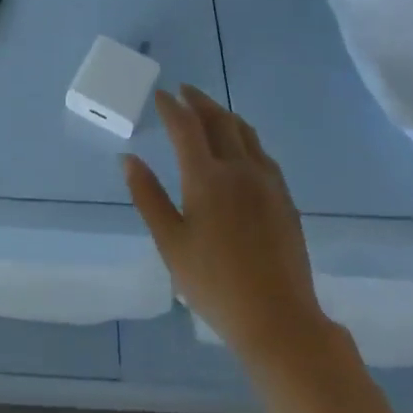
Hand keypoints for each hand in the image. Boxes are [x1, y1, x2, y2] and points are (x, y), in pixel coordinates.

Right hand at [124, 85, 325, 361]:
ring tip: (210, 111)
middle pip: (219, 120)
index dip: (171, 107)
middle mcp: (239, 169)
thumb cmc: (215, 284)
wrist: (279, 320)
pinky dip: (245, 137)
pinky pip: (262, 152)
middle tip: (184, 92)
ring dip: (224, 114)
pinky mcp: (284, 197)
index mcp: (207, 178)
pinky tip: (241, 147)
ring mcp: (267, 181)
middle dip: (199, 101)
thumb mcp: (170, 243)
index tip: (160, 94)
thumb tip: (128, 159)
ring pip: (245, 132)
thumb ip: (148, 196)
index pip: (186, 127)